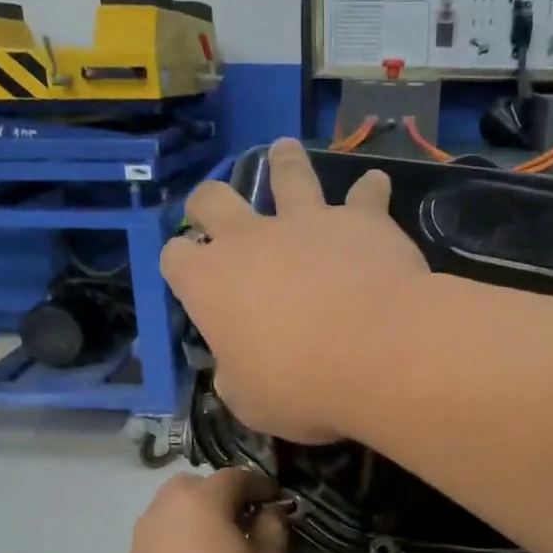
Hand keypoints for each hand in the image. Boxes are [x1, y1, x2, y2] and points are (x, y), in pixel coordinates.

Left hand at [121, 469, 288, 552]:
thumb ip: (272, 529)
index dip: (259, 485)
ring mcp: (142, 539)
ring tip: (222, 548)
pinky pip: (160, 538)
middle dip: (220, 496)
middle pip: (195, 487)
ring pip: (173, 511)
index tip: (277, 501)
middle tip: (245, 522)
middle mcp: (164, 510)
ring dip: (197, 517)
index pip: (234, 477)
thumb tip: (269, 511)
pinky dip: (180, 541)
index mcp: (200, 502)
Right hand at [161, 138, 429, 442]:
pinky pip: (365, 194)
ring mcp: (306, 221)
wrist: (376, 352)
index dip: (181, 264)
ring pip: (286, 174)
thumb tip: (234, 369)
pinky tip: (375, 189)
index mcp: (210, 283)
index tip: (191, 277)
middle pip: (213, 199)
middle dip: (208, 202)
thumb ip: (235, 378)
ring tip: (284, 150)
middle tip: (214, 206)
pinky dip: (368, 194)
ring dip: (284, 163)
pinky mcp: (361, 218)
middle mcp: (250, 239)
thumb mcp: (251, 402)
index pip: (176, 258)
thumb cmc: (301, 386)